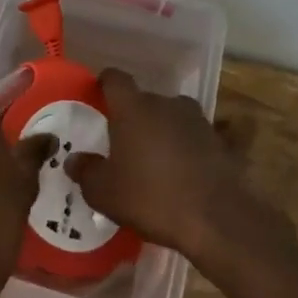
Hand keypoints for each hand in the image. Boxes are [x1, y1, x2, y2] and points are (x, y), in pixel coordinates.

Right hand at [67, 69, 294, 281]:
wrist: (215, 218)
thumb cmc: (150, 197)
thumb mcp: (104, 192)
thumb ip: (86, 171)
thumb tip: (75, 160)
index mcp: (133, 108)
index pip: (115, 79)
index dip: (105, 84)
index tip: (98, 95)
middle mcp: (166, 104)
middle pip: (145, 101)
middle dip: (134, 117)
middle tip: (124, 143)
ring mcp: (198, 121)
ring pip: (173, 117)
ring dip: (164, 131)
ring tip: (156, 159)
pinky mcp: (222, 142)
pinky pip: (199, 138)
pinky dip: (191, 148)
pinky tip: (187, 169)